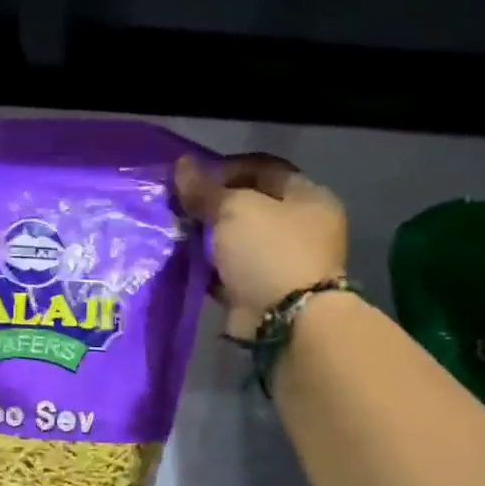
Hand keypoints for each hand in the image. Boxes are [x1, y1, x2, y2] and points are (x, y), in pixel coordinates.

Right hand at [175, 154, 347, 338]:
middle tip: (179, 209)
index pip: (263, 168)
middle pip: (249, 206)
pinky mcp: (263, 291)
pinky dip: (209, 269)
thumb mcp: (234, 210)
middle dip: (212, 207)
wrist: (286, 321)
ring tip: (177, 236)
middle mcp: (300, 227)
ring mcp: (283, 262)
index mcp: (307, 196)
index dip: (226, 169)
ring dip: (209, 239)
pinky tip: (184, 265)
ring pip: (237, 241)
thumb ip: (205, 189)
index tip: (191, 180)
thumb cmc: (269, 252)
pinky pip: (230, 272)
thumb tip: (181, 164)